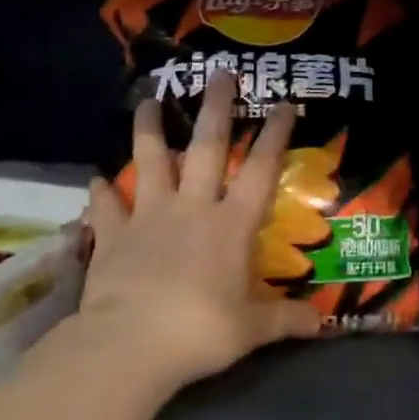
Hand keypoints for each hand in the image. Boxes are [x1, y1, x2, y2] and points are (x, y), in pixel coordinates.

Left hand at [79, 73, 321, 387]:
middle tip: (218, 73)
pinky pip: (107, 207)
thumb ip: (286, 319)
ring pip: (149, 161)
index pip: (261, 169)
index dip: (275, 135)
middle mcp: (192, 208)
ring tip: (147, 100)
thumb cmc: (200, 331)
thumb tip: (323, 324)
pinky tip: (95, 180)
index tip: (284, 103)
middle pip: (206, 147)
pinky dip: (101, 193)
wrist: (129, 346)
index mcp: (231, 224)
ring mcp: (149, 218)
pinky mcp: (113, 237)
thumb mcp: (252, 329)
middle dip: (215, 108)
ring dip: (148, 129)